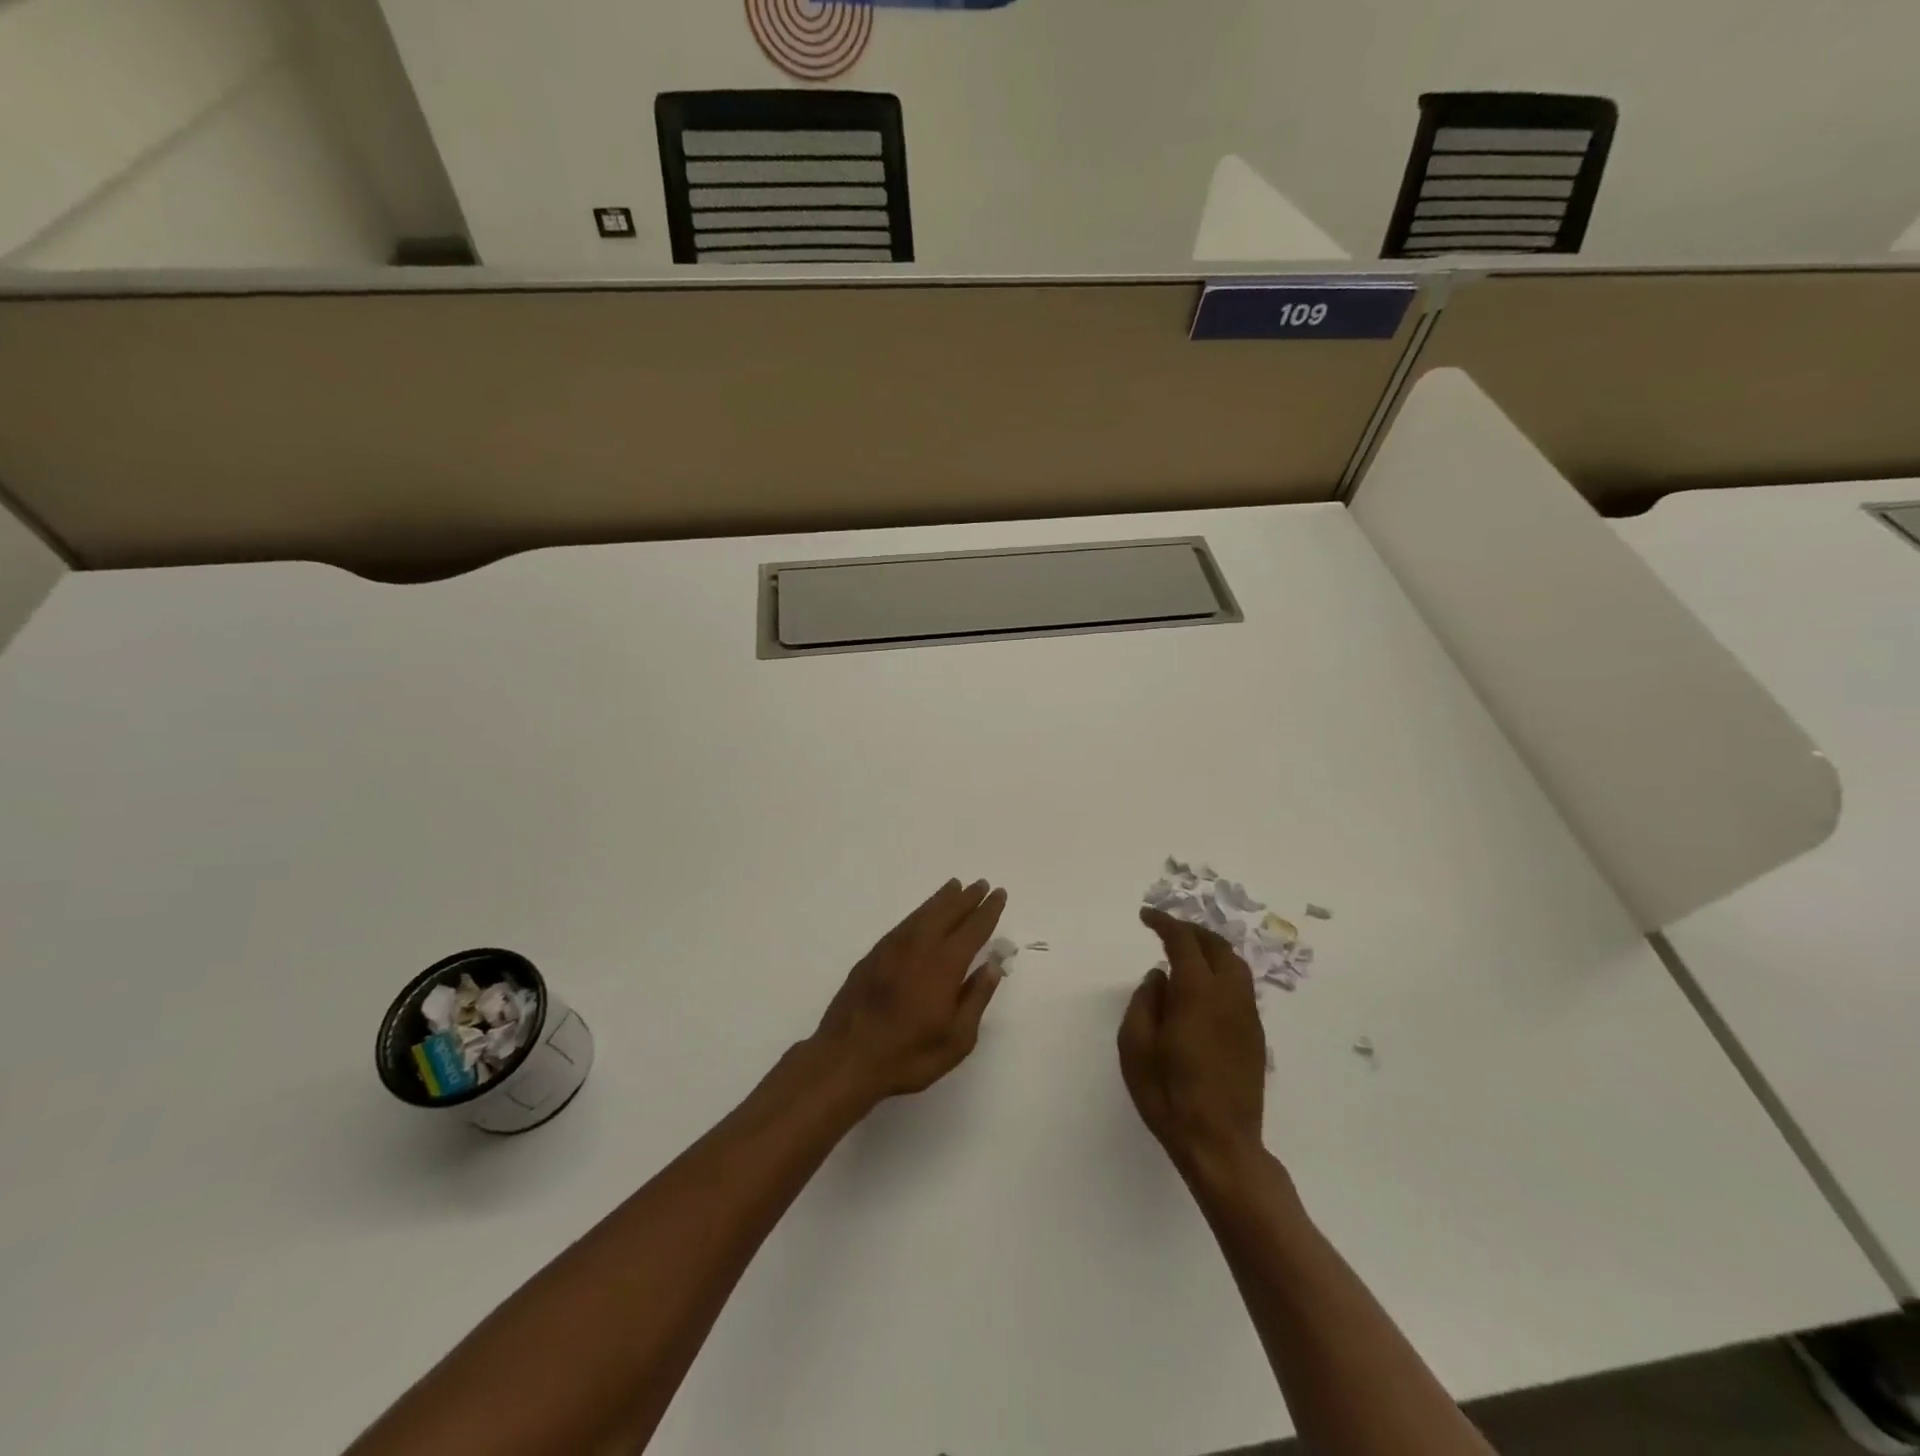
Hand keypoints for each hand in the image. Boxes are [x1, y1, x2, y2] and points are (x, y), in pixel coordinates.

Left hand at [810, 879, 1007, 1104]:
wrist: (846, 1058)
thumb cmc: (908, 1055)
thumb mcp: (956, 1039)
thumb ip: (976, 998)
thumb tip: (992, 965)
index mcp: (944, 966)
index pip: (972, 929)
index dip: (987, 911)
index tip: (999, 894)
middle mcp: (919, 947)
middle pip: (947, 913)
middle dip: (966, 898)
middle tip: (981, 884)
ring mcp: (892, 948)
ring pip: (923, 914)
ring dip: (942, 899)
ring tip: (955, 886)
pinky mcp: (873, 955)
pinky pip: (904, 923)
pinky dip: (919, 912)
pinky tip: (923, 914)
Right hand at [1119, 908, 1267, 1174]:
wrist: (1221, 1144)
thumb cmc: (1169, 1095)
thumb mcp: (1136, 1047)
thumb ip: (1144, 1002)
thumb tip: (1159, 977)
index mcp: (1198, 993)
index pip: (1183, 942)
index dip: (1165, 923)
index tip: (1146, 916)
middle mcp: (1229, 996)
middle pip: (1217, 946)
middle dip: (1191, 931)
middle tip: (1166, 929)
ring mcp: (1247, 1016)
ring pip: (1235, 965)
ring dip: (1211, 949)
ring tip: (1186, 952)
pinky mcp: (1255, 1036)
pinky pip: (1240, 987)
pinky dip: (1221, 971)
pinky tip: (1203, 986)